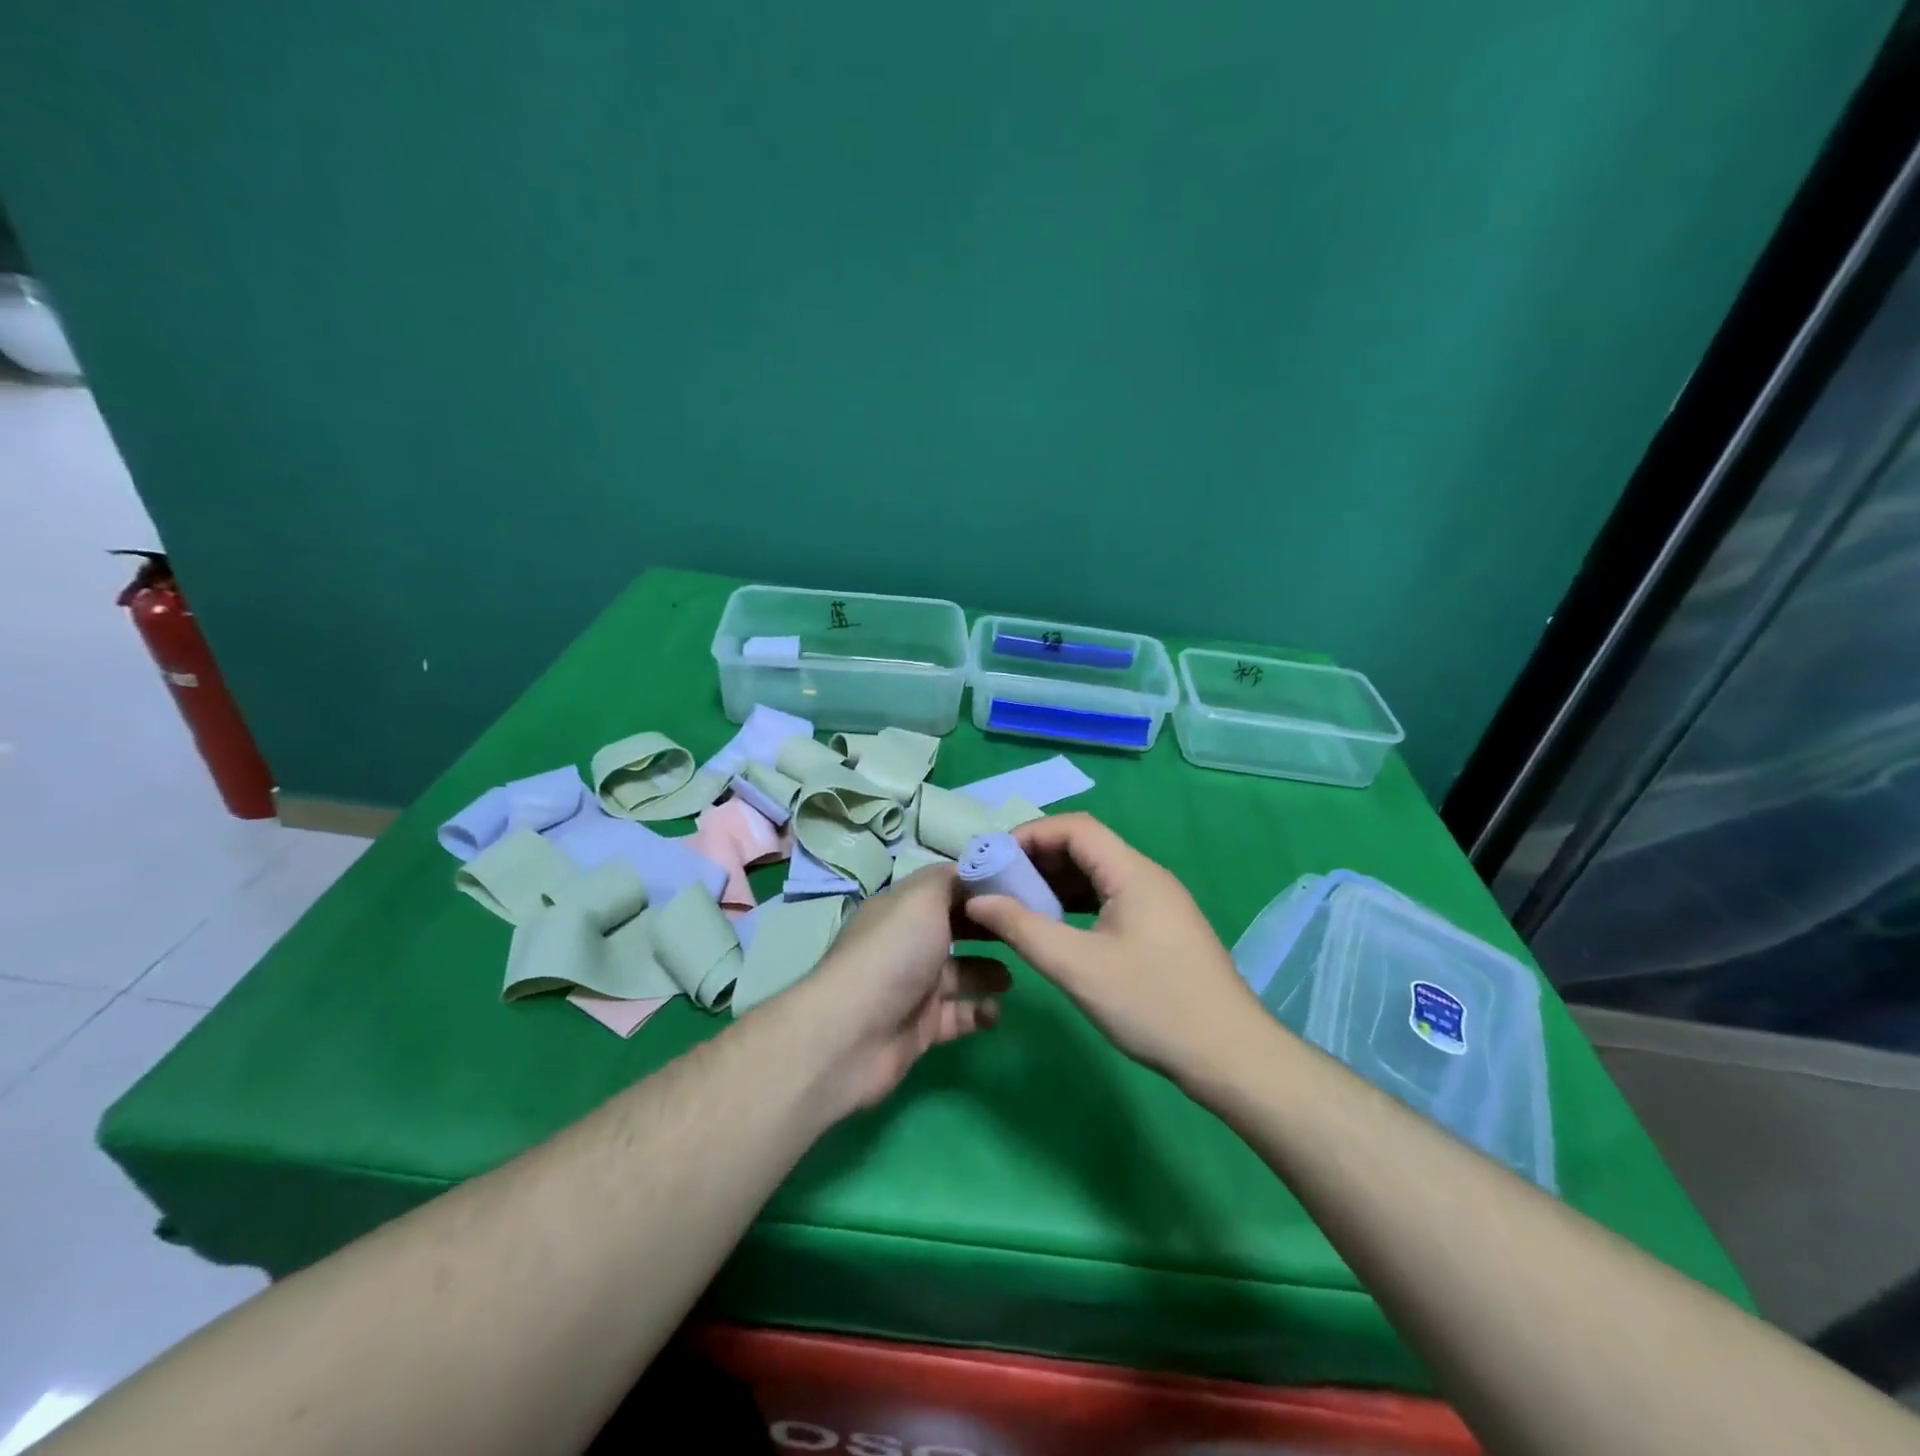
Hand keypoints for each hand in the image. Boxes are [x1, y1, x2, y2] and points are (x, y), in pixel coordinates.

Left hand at [797, 864, 1010, 1110]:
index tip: (1020, 887)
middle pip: (956, 928)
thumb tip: (972, 870)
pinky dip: (979, 1011)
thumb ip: (950, 880)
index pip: (946, 887)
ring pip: (960, 973)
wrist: (852, 1034)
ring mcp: (914, 986)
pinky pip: (959, 1015)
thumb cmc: (893, 954)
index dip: (980, 886)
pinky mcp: (921, 1026)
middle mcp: (907, 943)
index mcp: (902, 908)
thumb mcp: (922, 898)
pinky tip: (995, 1010)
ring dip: (988, 972)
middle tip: (1025, 930)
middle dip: (988, 928)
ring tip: (1010, 977)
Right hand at [960, 813, 1259, 1080]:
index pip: (1075, 828)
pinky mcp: (1161, 927)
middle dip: (1039, 859)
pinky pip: (1111, 898)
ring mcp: (1158, 902)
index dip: (1030, 835)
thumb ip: (1023, 929)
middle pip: (1086, 846)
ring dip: (1057, 882)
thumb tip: (978, 901)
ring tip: (1018, 904)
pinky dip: (1077, 904)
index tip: (993, 859)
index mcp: (1133, 872)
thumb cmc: (1153, 1005)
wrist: (1231, 1056)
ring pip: (1098, 874)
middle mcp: (1147, 876)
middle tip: (999, 884)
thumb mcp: (1078, 968)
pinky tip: (1056, 927)